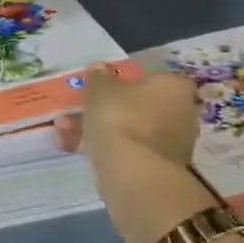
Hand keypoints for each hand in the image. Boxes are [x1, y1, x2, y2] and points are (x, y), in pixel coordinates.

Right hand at [55, 63, 220, 242]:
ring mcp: (170, 144)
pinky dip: (102, 148)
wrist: (133, 174)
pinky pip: (126, 151)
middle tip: (75, 109)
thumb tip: (100, 68)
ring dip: (96, 128)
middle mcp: (181, 114)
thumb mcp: (100, 88)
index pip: (151, 77)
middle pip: (137, 105)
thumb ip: (99, 76)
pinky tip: (70, 147)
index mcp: (174, 88)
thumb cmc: (121, 118)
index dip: (124, 80)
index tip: (101, 86)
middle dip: (103, 108)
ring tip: (62, 130)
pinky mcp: (157, 169)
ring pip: (127, 129)